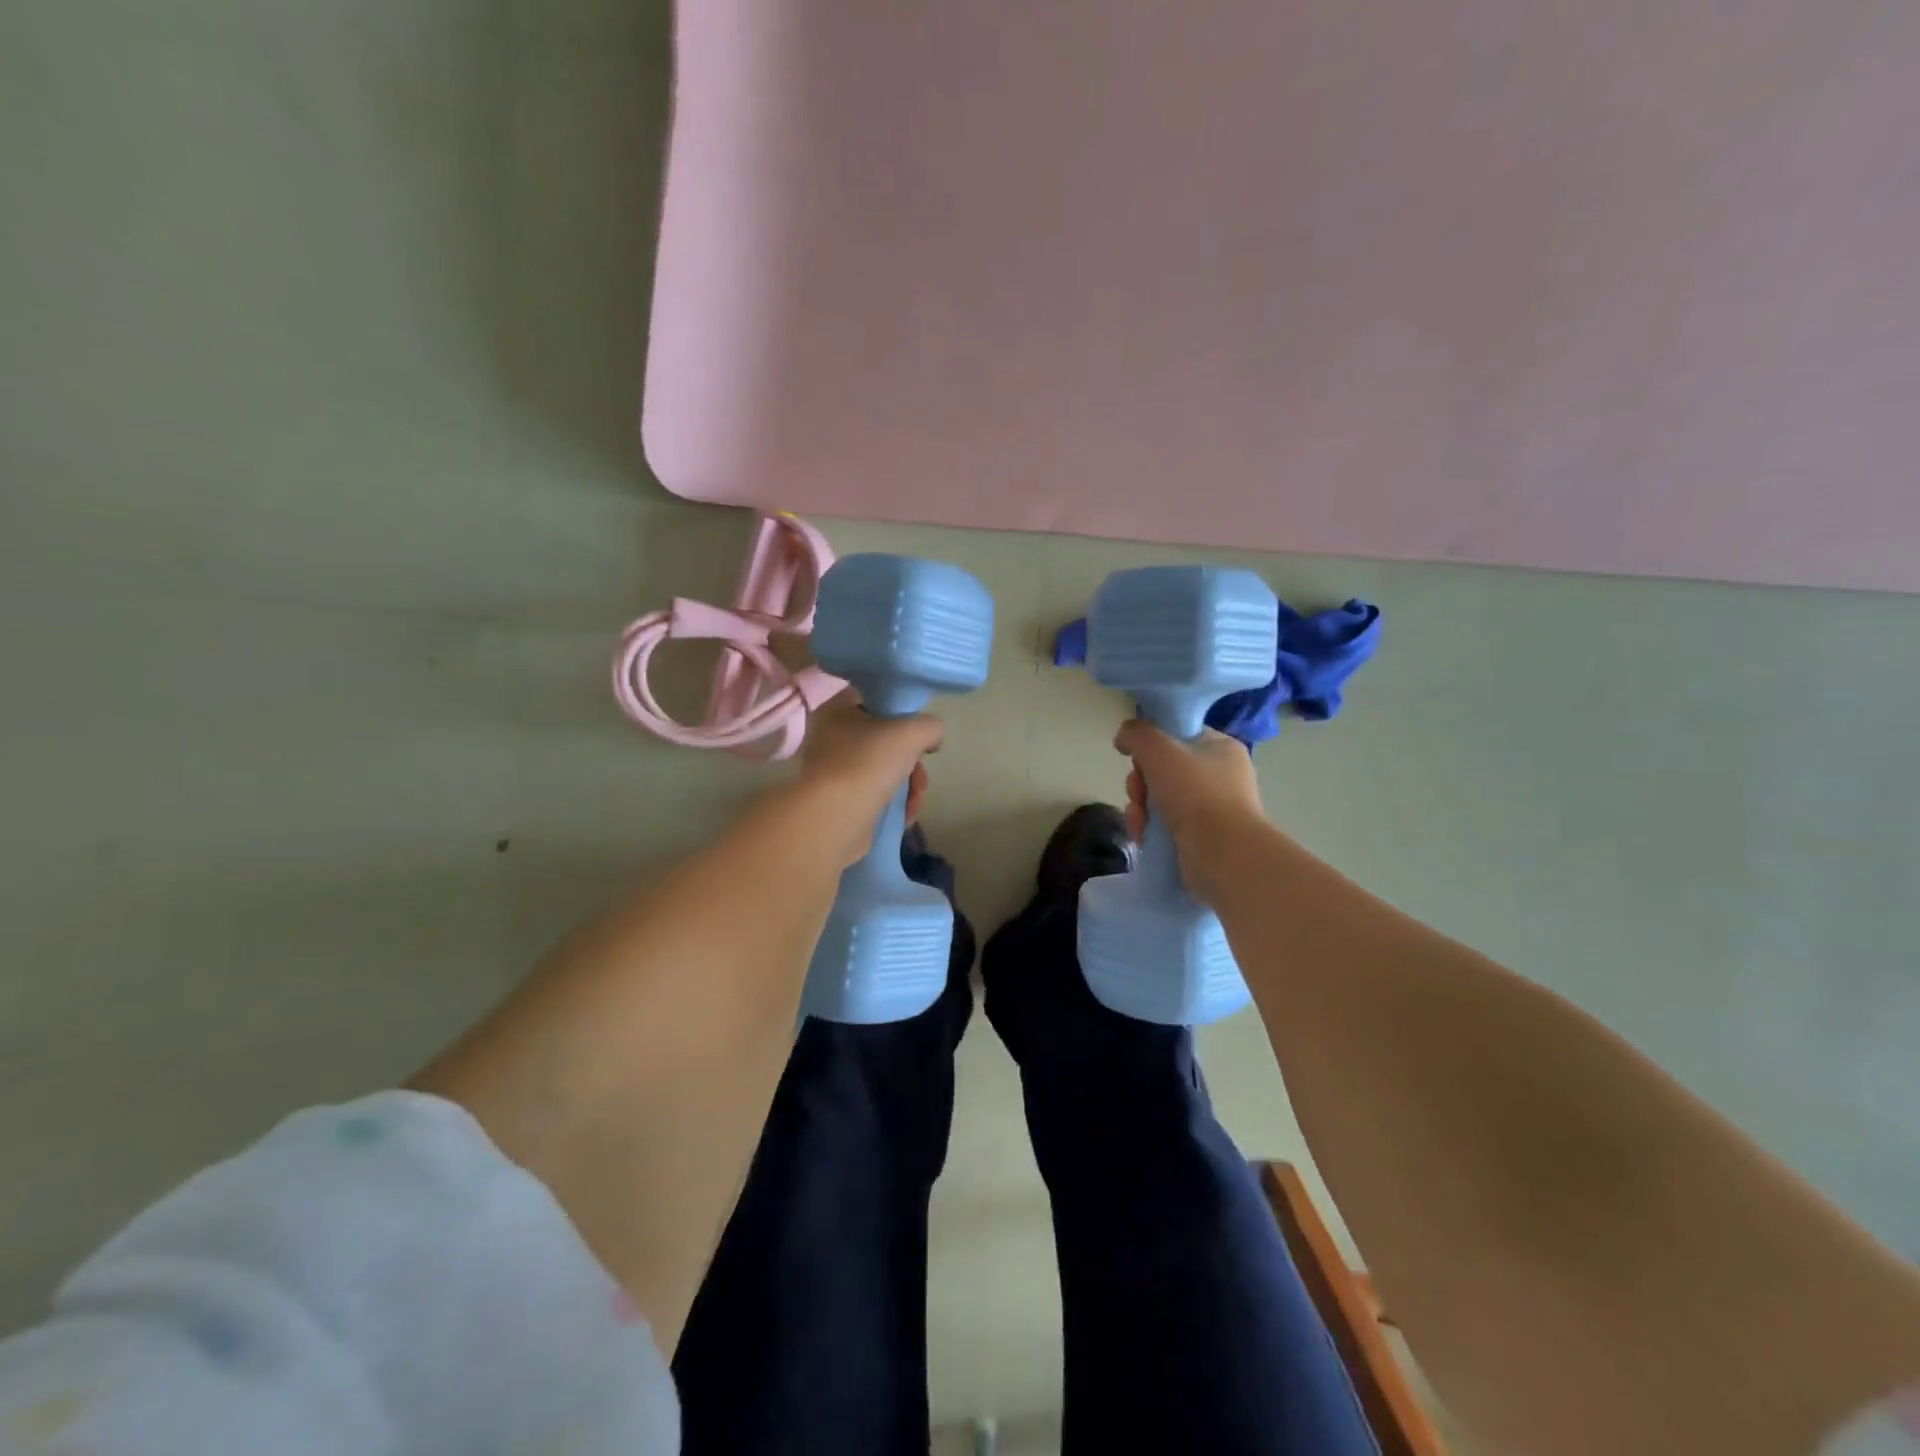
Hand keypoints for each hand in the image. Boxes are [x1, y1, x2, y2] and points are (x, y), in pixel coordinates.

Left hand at [799, 691, 941, 862]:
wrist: (834, 819)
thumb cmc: (867, 763)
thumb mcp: (911, 732)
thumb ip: (930, 726)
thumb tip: (932, 737)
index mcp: (837, 711)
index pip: (875, 701)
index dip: (903, 713)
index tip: (920, 732)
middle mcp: (831, 739)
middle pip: (885, 741)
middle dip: (912, 760)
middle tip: (920, 776)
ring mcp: (834, 773)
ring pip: (884, 771)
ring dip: (909, 785)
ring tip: (916, 799)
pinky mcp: (840, 803)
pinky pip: (876, 796)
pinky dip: (895, 803)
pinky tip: (906, 814)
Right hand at [1115, 720, 1264, 901]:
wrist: (1222, 854)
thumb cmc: (1195, 792)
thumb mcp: (1159, 749)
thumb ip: (1136, 734)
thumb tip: (1124, 737)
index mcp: (1221, 748)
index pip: (1178, 736)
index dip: (1152, 745)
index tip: (1137, 758)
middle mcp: (1220, 776)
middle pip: (1163, 769)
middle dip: (1140, 783)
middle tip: (1137, 794)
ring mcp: (1212, 809)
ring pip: (1160, 798)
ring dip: (1139, 808)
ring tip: (1139, 821)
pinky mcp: (1201, 837)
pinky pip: (1165, 824)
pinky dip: (1149, 828)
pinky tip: (1143, 836)